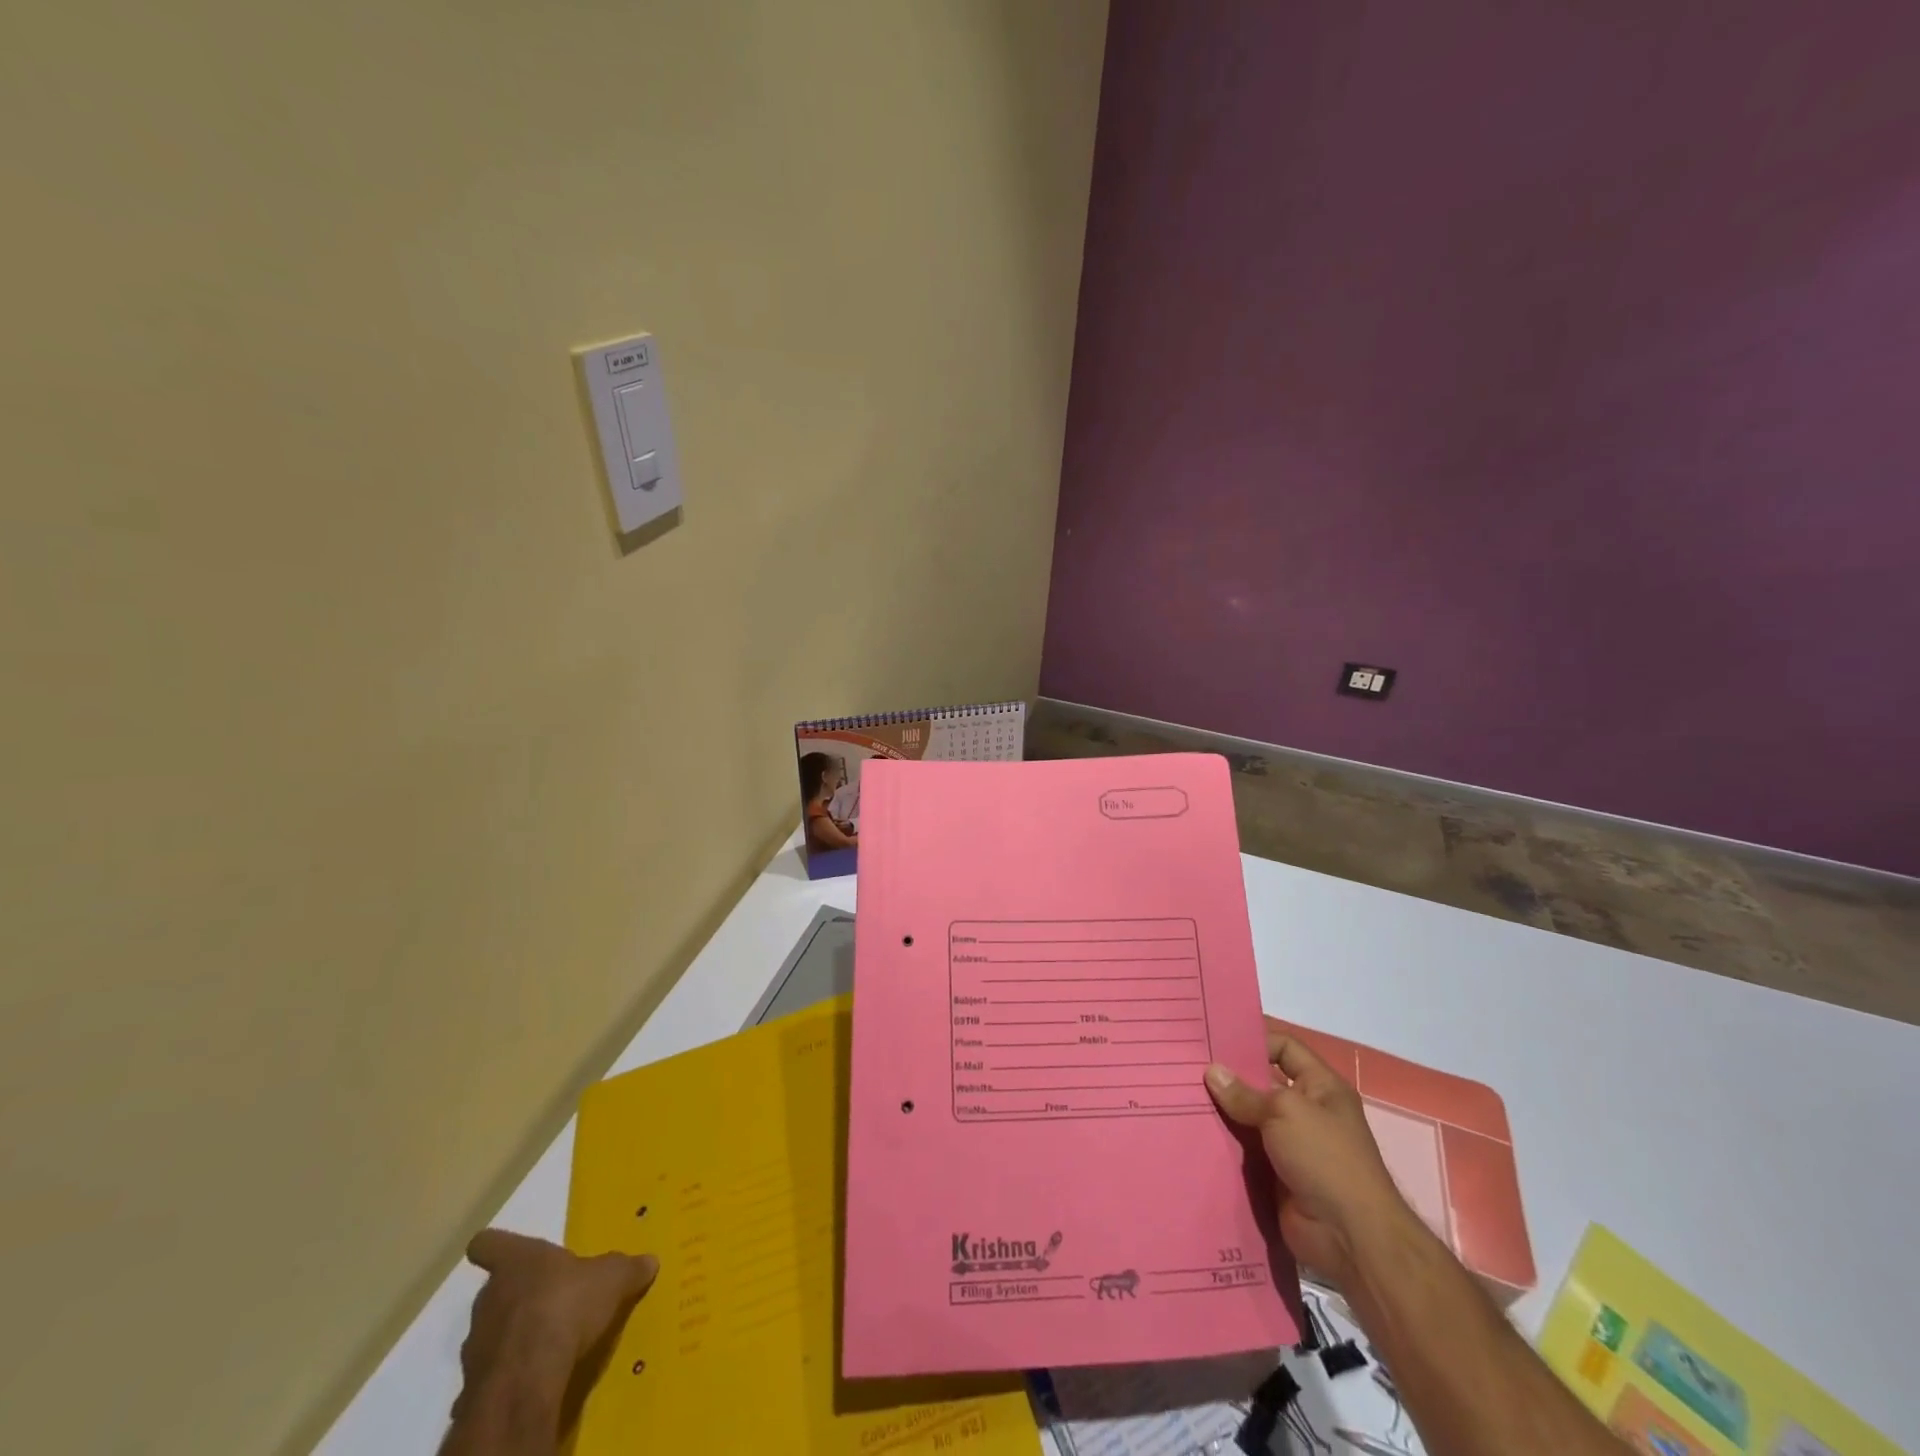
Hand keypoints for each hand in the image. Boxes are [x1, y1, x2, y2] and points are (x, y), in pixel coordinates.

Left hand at [450, 1230, 657, 1439]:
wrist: (528, 1376)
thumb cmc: (567, 1304)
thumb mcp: (612, 1278)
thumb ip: (628, 1268)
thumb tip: (650, 1261)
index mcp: (518, 1260)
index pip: (489, 1243)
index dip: (496, 1246)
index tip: (505, 1251)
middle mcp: (490, 1295)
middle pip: (495, 1288)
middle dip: (519, 1294)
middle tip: (550, 1299)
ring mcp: (476, 1341)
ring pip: (492, 1330)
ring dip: (513, 1334)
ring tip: (545, 1342)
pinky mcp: (475, 1383)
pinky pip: (492, 1371)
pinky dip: (510, 1371)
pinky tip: (533, 1376)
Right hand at [1205, 1019, 1412, 1288]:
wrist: (1350, 1237)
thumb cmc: (1326, 1159)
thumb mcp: (1285, 1112)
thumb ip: (1245, 1093)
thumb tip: (1211, 1071)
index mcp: (1321, 1087)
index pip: (1284, 1048)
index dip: (1253, 1039)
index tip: (1214, 1036)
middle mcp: (1307, 1111)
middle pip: (1262, 1082)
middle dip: (1229, 1075)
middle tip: (1187, 1063)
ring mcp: (1291, 1144)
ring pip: (1248, 1116)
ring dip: (1222, 1110)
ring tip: (1181, 1093)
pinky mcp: (1275, 1173)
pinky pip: (1244, 1148)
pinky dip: (1223, 1141)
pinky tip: (1192, 1130)